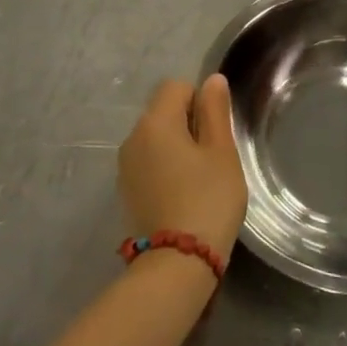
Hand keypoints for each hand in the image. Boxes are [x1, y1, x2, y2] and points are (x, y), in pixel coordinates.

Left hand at [119, 74, 247, 261]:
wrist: (176, 265)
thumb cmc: (207, 200)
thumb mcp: (221, 152)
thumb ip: (215, 111)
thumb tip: (212, 80)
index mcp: (155, 122)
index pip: (177, 87)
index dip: (201, 101)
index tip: (215, 133)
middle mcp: (133, 138)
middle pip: (164, 112)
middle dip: (189, 125)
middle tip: (212, 158)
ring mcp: (125, 168)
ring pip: (156, 139)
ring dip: (177, 148)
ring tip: (199, 180)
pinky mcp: (125, 193)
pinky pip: (148, 164)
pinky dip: (165, 170)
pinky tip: (182, 196)